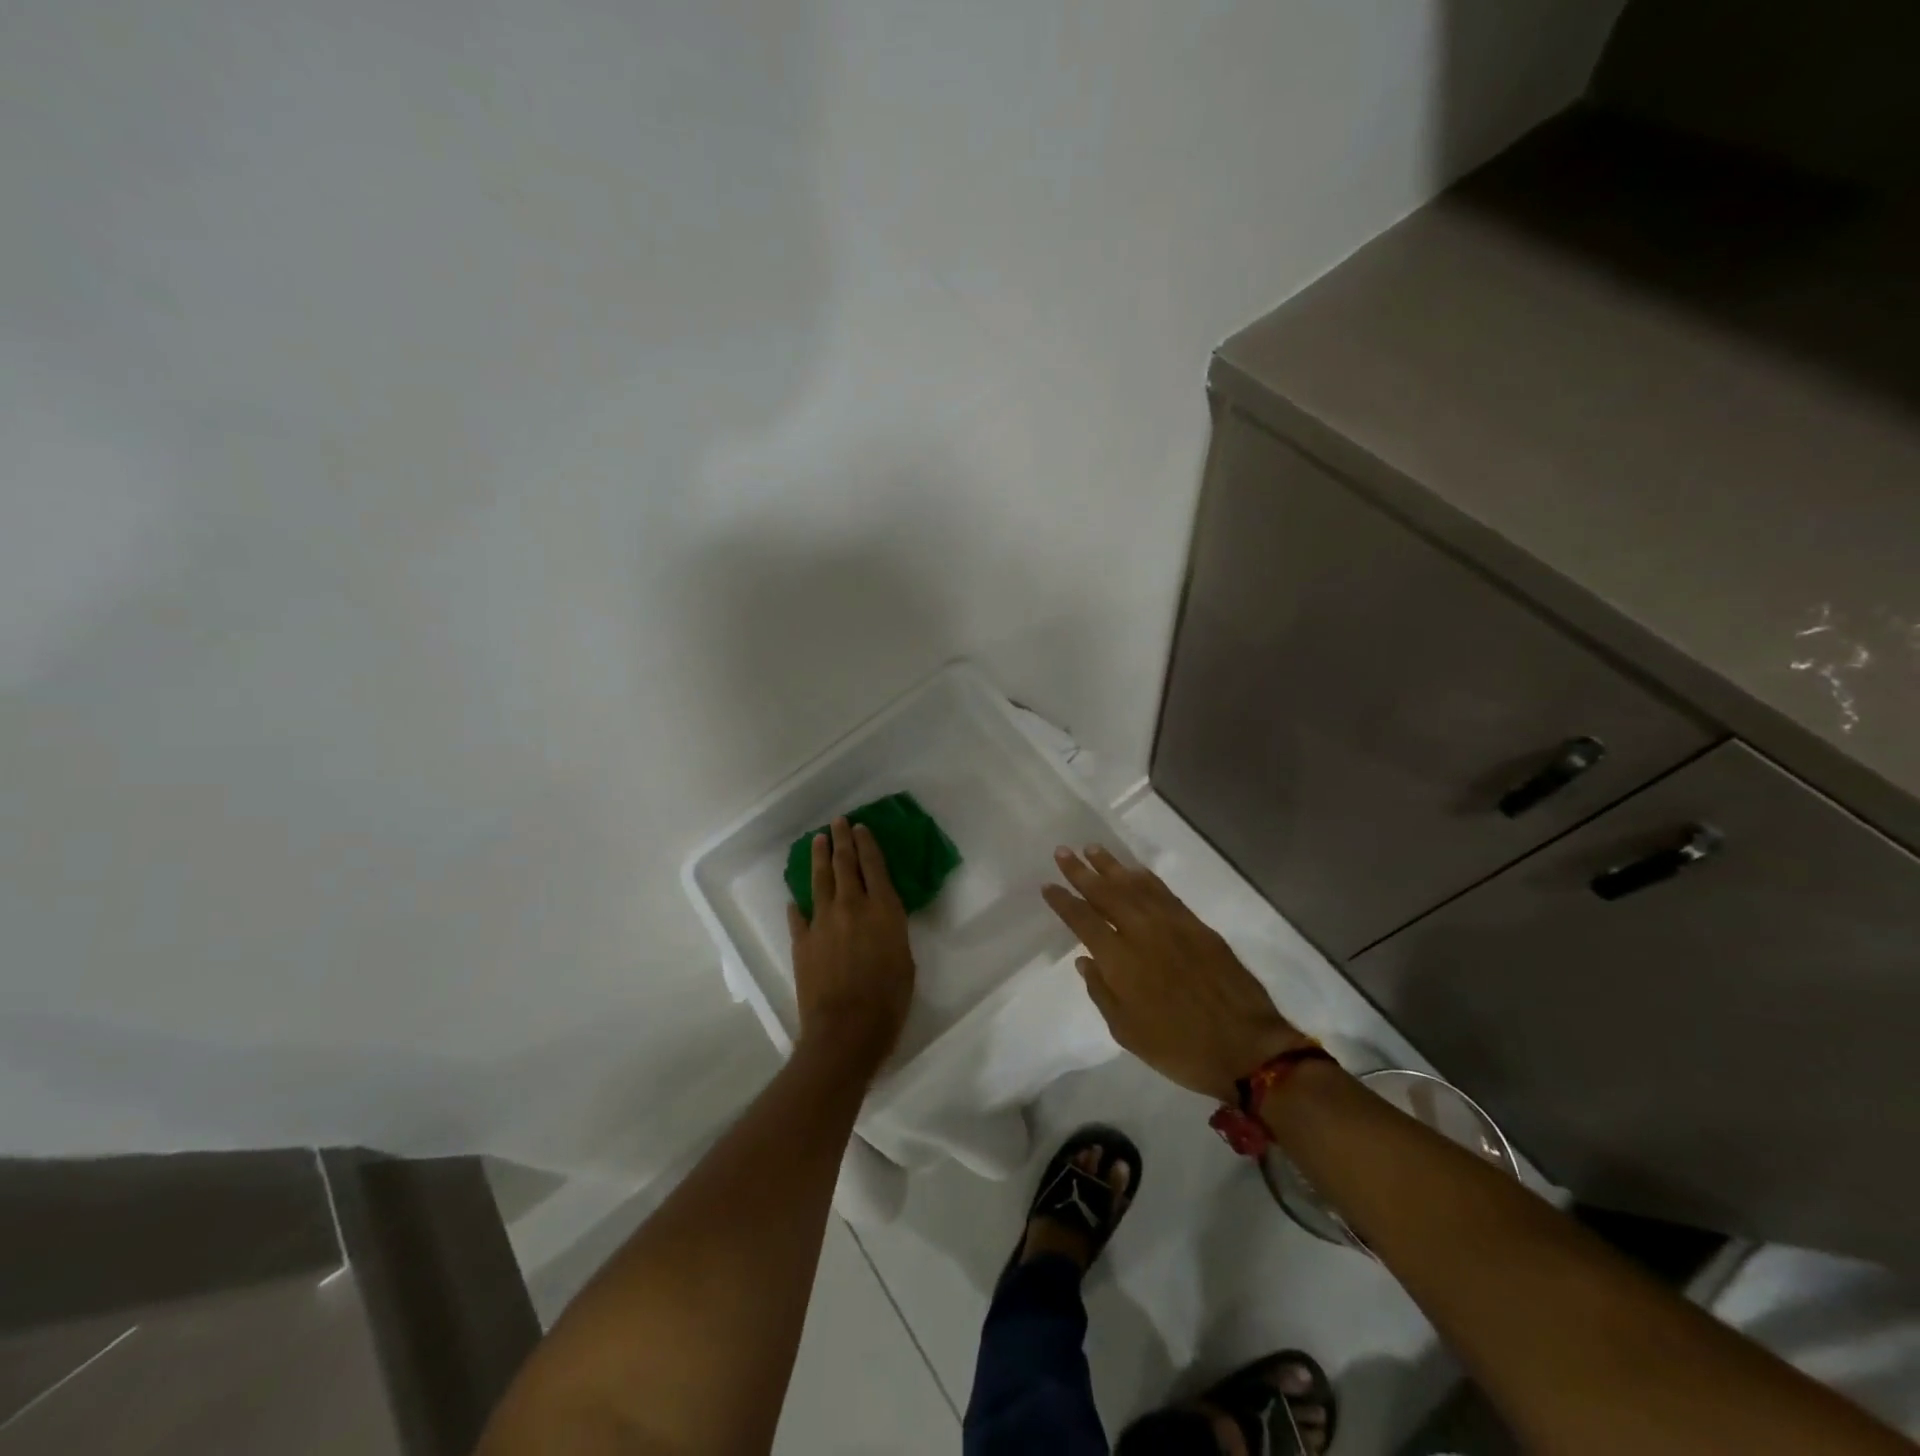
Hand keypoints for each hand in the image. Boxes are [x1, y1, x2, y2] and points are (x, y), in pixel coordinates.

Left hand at [788, 818, 915, 1073]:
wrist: (846, 1030)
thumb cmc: (889, 999)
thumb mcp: (905, 959)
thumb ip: (892, 931)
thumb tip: (882, 919)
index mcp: (883, 909)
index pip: (873, 865)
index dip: (867, 844)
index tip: (861, 827)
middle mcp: (852, 906)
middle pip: (844, 864)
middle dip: (842, 840)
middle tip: (838, 822)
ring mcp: (823, 921)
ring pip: (819, 880)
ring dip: (818, 857)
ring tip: (817, 840)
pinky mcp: (802, 941)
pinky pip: (799, 915)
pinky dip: (798, 904)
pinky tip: (796, 898)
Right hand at [1042, 846, 1305, 1103]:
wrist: (1245, 1048)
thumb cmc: (1178, 1048)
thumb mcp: (1127, 1032)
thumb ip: (1101, 992)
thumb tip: (1085, 960)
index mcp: (1120, 960)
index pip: (1083, 921)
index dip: (1063, 901)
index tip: (1048, 885)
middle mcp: (1142, 932)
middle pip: (1106, 893)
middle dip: (1081, 872)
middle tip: (1063, 851)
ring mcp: (1172, 924)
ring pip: (1135, 885)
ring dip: (1112, 866)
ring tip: (1093, 849)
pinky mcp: (1197, 926)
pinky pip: (1164, 892)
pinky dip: (1146, 878)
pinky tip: (1135, 870)